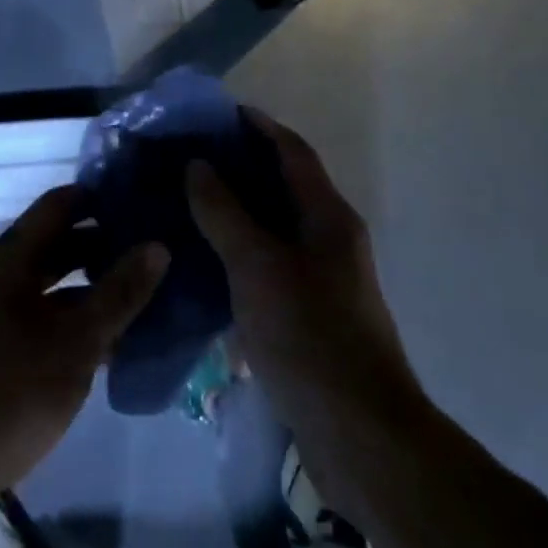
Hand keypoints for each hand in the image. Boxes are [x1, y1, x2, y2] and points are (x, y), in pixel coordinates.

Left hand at [0, 186, 168, 532]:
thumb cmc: (10, 392)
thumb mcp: (75, 342)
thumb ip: (119, 293)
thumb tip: (158, 246)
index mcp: (10, 257)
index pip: (61, 204)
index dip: (102, 197)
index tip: (146, 201)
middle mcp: (1, 273)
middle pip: (59, 241)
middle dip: (106, 243)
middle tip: (158, 247)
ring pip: (56, 282)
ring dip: (96, 284)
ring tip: (149, 289)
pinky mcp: (1, 345)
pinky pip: (48, 313)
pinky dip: (80, 317)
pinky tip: (119, 336)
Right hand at [186, 111, 423, 446]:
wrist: (360, 434)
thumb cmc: (310, 336)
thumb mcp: (258, 267)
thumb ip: (225, 213)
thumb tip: (198, 166)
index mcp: (328, 217)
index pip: (293, 152)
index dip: (259, 126)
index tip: (218, 112)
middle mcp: (330, 240)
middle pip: (284, 185)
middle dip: (241, 165)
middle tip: (188, 155)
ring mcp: (322, 279)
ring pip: (274, 228)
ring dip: (236, 209)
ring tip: (187, 200)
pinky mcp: (309, 314)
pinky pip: (269, 265)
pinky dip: (238, 252)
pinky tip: (203, 261)